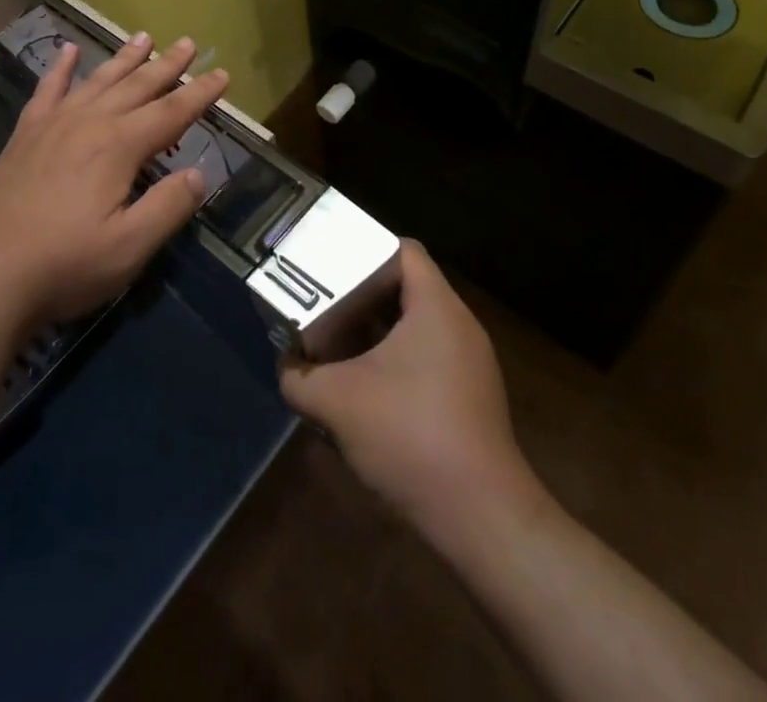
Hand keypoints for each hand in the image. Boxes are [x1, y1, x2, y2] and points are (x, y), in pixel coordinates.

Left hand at [0, 32, 228, 330]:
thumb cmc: (64, 265)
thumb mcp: (130, 247)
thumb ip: (169, 206)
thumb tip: (200, 174)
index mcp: (118, 147)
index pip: (171, 112)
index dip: (199, 94)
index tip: (222, 74)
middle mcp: (88, 123)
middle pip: (136, 86)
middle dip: (166, 65)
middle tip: (188, 43)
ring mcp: (52, 126)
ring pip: (97, 81)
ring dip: (123, 59)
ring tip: (142, 37)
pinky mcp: (25, 136)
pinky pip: (47, 91)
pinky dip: (60, 69)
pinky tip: (68, 51)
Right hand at [279, 240, 528, 531]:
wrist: (481, 518)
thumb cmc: (410, 437)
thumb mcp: (337, 403)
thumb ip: (299, 379)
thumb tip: (285, 367)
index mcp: (436, 306)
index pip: (403, 250)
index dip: (365, 248)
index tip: (331, 264)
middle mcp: (459, 325)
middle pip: (407, 286)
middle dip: (362, 292)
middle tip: (324, 302)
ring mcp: (470, 362)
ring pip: (416, 325)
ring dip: (377, 330)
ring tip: (337, 342)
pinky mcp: (472, 396)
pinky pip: (428, 356)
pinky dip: (396, 359)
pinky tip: (367, 387)